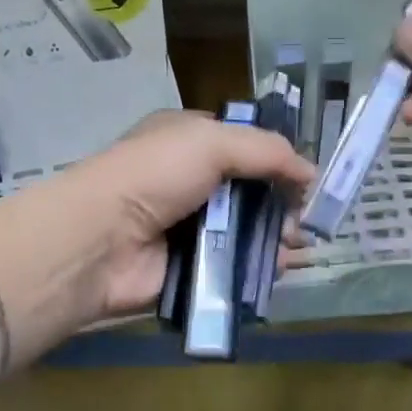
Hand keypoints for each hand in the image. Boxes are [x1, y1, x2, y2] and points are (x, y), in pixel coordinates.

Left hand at [50, 110, 314, 321]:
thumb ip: (266, 151)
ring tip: (296, 245)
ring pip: (247, 230)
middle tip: (304, 220)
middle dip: (283, 204)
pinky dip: (260, 266)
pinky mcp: (192, 268)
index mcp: (189, 142)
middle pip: (251, 191)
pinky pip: (235, 265)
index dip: (277, 159)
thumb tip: (311, 171)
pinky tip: (281, 267)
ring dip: (277, 237)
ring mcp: (190, 227)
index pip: (244, 145)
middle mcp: (190, 182)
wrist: (100, 240)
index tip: (307, 179)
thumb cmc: (153, 176)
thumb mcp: (210, 142)